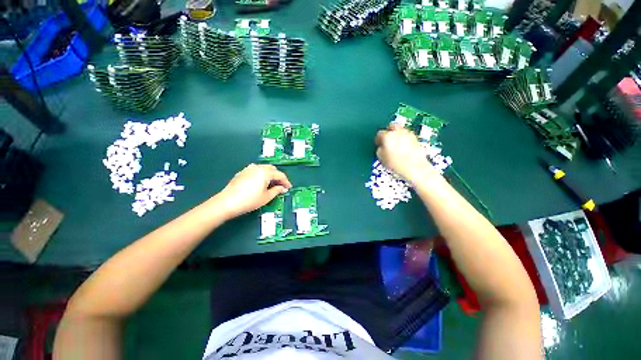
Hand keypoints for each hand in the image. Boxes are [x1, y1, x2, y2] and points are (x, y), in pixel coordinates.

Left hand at [217, 164, 291, 218]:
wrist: (227, 202)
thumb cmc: (249, 200)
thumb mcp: (266, 197)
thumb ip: (277, 190)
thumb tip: (282, 188)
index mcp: (265, 172)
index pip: (280, 175)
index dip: (286, 182)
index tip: (289, 188)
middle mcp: (257, 167)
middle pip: (272, 169)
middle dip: (278, 177)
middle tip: (280, 186)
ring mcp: (248, 169)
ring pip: (264, 168)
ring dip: (270, 175)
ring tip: (271, 184)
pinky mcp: (242, 172)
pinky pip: (256, 170)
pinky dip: (261, 175)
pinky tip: (260, 183)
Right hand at [375, 124, 439, 182]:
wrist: (414, 167)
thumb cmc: (397, 164)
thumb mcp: (381, 158)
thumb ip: (379, 149)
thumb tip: (381, 147)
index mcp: (387, 136)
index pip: (379, 133)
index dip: (378, 139)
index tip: (378, 143)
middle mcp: (398, 132)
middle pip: (392, 126)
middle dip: (388, 132)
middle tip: (387, 140)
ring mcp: (408, 134)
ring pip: (400, 130)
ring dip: (397, 135)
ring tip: (395, 145)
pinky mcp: (416, 139)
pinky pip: (407, 136)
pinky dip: (404, 139)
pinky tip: (403, 148)